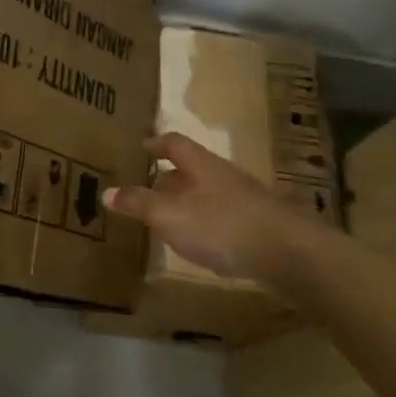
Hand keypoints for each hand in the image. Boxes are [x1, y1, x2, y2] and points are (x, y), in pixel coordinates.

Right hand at [104, 132, 305, 285]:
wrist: (289, 254)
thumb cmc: (221, 225)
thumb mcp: (169, 215)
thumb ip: (138, 203)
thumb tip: (106, 191)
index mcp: (200, 163)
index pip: (173, 143)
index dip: (156, 144)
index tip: (142, 148)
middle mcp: (223, 174)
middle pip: (192, 168)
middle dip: (169, 177)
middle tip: (148, 189)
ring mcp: (245, 198)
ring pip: (208, 192)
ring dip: (188, 202)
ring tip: (170, 219)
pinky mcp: (260, 224)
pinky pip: (224, 215)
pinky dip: (207, 222)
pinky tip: (202, 243)